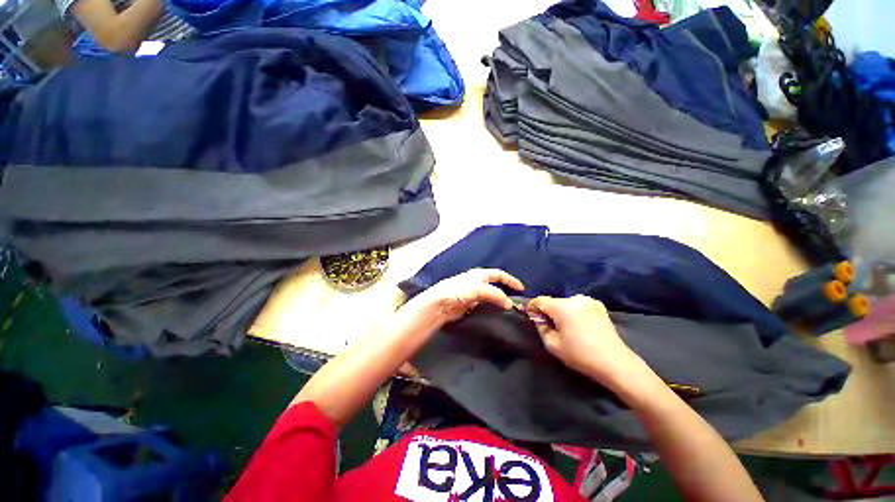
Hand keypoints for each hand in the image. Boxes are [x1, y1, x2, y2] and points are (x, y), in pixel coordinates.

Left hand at [412, 268, 524, 324]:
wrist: (441, 303)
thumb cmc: (459, 290)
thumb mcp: (480, 289)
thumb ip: (496, 295)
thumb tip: (509, 304)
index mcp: (480, 274)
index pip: (499, 275)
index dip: (511, 280)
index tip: (522, 289)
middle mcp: (477, 282)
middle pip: (495, 285)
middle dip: (506, 290)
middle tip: (517, 300)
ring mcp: (473, 294)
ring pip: (491, 296)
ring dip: (499, 301)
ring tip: (509, 309)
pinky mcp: (469, 305)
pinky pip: (485, 305)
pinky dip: (492, 308)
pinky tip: (496, 314)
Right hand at [527, 295, 646, 387]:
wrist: (614, 362)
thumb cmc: (580, 355)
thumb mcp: (552, 344)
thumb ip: (541, 327)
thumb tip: (538, 317)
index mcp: (562, 306)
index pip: (539, 300)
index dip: (532, 307)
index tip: (530, 317)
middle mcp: (575, 298)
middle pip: (553, 301)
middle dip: (547, 311)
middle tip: (549, 326)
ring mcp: (589, 300)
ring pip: (565, 302)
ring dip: (561, 311)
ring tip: (565, 326)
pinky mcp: (598, 305)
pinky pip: (577, 304)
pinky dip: (573, 311)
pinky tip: (578, 325)